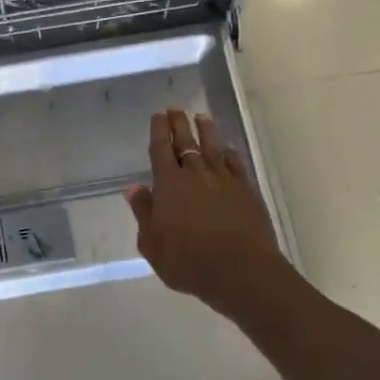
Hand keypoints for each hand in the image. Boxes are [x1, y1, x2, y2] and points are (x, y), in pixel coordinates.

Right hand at [126, 110, 288, 317]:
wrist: (241, 271)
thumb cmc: (188, 261)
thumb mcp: (152, 244)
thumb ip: (143, 213)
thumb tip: (133, 188)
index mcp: (169, 184)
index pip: (161, 150)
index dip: (158, 131)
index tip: (158, 116)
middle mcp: (196, 175)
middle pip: (186, 142)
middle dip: (179, 124)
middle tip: (176, 109)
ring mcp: (224, 180)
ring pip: (213, 148)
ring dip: (206, 131)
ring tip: (202, 117)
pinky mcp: (246, 191)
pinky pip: (236, 165)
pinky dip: (231, 155)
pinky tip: (229, 149)